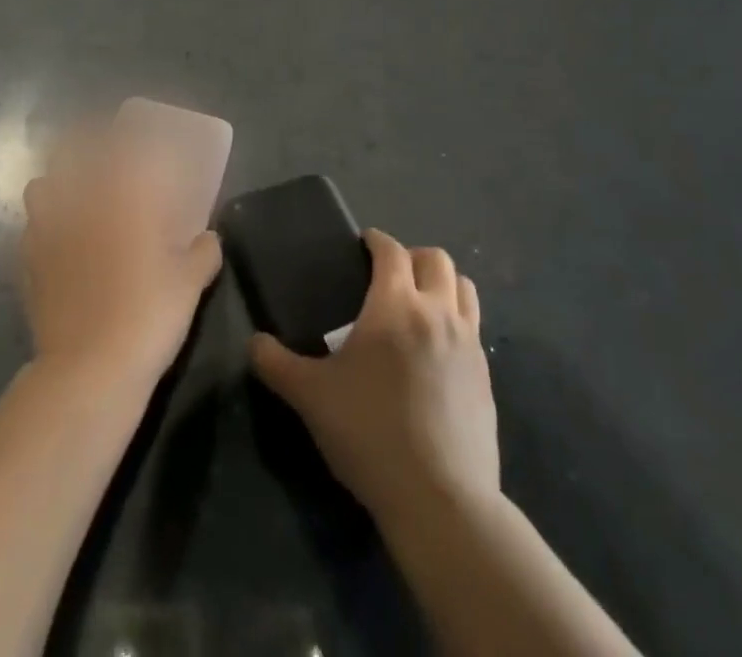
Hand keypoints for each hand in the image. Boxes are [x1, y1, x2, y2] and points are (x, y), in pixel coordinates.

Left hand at [21, 125, 222, 390]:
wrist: (91, 368)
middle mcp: (81, 204)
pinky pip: (31, 229)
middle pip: (71, 154)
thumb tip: (209, 238)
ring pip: (41, 187)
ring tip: (72, 198)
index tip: (138, 137)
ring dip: (56, 184)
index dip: (129, 136)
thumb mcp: (190, 284)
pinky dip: (43, 226)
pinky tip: (58, 243)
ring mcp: (49, 232)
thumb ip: (203, 253)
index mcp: (123, 199)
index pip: (123, 148)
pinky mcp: (29, 264)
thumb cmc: (148, 315)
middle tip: (102, 159)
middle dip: (83, 146)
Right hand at [251, 229, 498, 524]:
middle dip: (412, 256)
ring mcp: (468, 344)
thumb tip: (254, 343)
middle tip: (390, 274)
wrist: (440, 500)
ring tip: (420, 302)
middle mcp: (437, 313)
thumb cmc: (370, 434)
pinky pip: (474, 327)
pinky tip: (437, 349)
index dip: (376, 241)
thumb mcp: (311, 398)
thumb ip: (277, 364)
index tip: (363, 244)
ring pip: (464, 288)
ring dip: (442, 283)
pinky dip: (457, 320)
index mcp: (395, 306)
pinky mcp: (486, 377)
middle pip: (436, 259)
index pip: (391, 251)